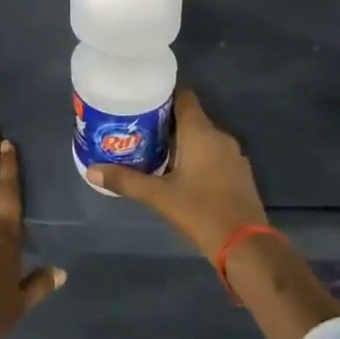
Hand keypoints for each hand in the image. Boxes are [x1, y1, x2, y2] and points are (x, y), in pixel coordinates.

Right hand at [95, 91, 339, 338]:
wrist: (246, 246)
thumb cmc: (201, 212)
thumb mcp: (159, 196)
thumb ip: (126, 181)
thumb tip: (92, 171)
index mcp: (200, 132)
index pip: (183, 95)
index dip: (163, 92)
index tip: (141, 96)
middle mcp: (219, 135)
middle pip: (190, 116)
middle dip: (165, 120)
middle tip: (138, 126)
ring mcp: (233, 154)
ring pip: (202, 136)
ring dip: (181, 139)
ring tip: (153, 148)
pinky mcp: (239, 173)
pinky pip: (213, 153)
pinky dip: (196, 155)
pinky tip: (179, 171)